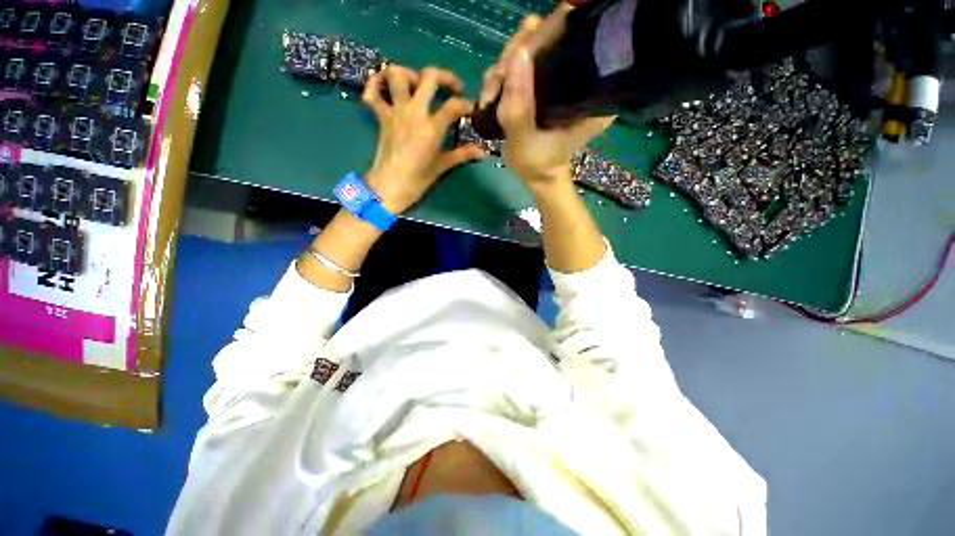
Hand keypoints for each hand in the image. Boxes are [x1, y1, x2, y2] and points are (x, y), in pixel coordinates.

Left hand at [362, 65, 485, 213]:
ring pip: (396, 74)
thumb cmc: (418, 179)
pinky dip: (375, 84)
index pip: (454, 105)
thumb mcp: (442, 166)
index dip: (466, 105)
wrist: (390, 187)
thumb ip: (463, 154)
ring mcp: (395, 111)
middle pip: (429, 76)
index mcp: (432, 127)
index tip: (470, 110)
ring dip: (409, 73)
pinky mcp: (381, 116)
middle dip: (445, 76)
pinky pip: (372, 93)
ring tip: (419, 85)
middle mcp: (414, 112)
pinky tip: (386, 87)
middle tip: (452, 87)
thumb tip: (482, 152)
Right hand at [479, 7, 614, 191]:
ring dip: (503, 71)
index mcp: (588, 89)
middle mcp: (579, 77)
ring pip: (531, 54)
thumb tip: (517, 55)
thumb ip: (519, 105)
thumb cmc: (538, 164)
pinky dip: (503, 78)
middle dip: (514, 59)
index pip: (568, 43)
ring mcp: (559, 81)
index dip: (539, 41)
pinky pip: (523, 69)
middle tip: (495, 86)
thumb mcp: (526, 139)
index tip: (514, 61)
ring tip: (491, 96)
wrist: (538, 176)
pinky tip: (493, 93)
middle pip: (546, 42)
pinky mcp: (545, 87)